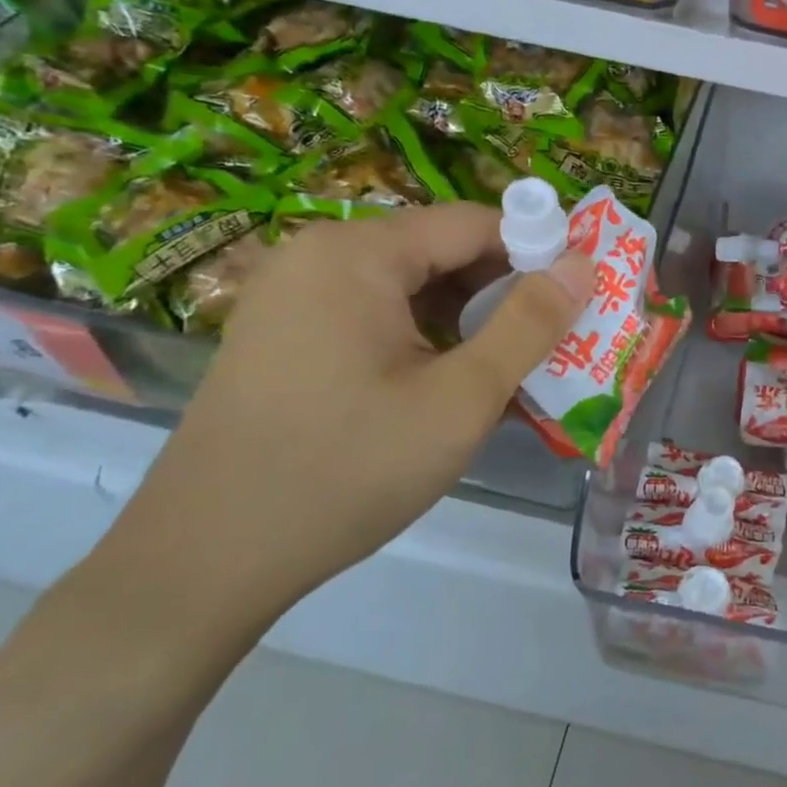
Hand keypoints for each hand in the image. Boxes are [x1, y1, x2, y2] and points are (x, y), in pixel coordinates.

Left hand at [101, 205, 592, 631]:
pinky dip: (424, 340)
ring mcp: (293, 295)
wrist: (203, 563)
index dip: (537, 254)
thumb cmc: (346, 472)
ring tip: (507, 374)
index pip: (474, 223)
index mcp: (357, 253)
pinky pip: (375, 315)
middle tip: (550, 346)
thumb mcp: (460, 400)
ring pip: (410, 286)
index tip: (578, 301)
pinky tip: (449, 388)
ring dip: (467, 322)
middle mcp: (319, 256)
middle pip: (440, 250)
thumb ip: (530, 325)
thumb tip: (584, 265)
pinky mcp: (283, 334)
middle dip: (502, 293)